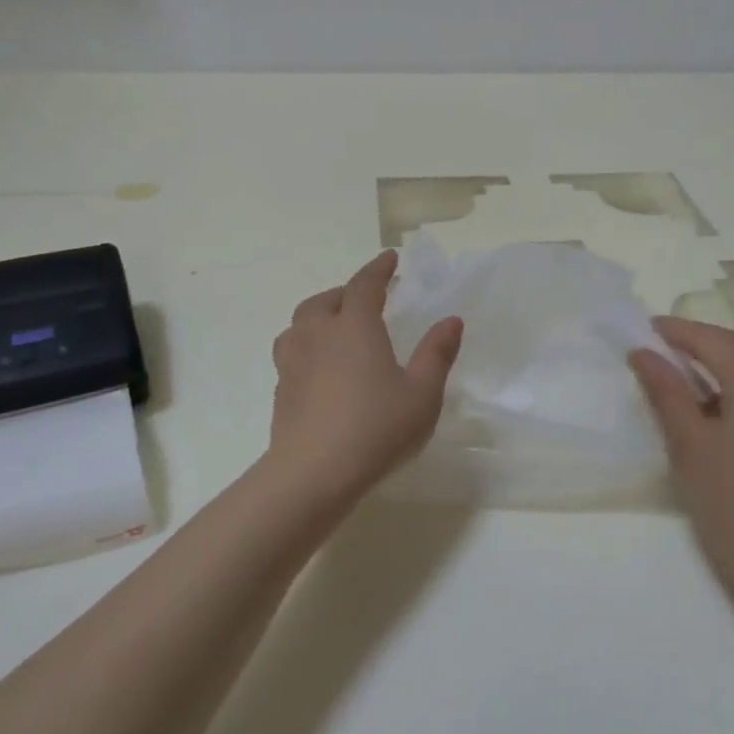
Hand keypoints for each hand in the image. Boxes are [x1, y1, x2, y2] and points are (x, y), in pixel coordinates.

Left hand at [267, 251, 462, 503]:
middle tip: (365, 299)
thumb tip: (451, 320)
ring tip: (335, 330)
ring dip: (318, 318)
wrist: (314, 474)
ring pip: (299, 325)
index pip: (364, 285)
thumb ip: (437, 354)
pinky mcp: (281, 392)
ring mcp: (293, 364)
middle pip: (325, 301)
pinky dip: (307, 348)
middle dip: (346, 293)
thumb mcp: (422, 394)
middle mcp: (318, 336)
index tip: (390, 258)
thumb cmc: (377, 428)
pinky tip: (320, 370)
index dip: (378, 269)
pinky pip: (292, 355)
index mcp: (355, 328)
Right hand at [630, 318, 733, 610]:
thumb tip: (642, 352)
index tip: (645, 329)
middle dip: (700, 344)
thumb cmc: (732, 502)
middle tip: (660, 350)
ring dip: (723, 366)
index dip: (676, 332)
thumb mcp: (689, 443)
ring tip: (684, 379)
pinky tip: (721, 410)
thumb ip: (665, 391)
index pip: (712, 339)